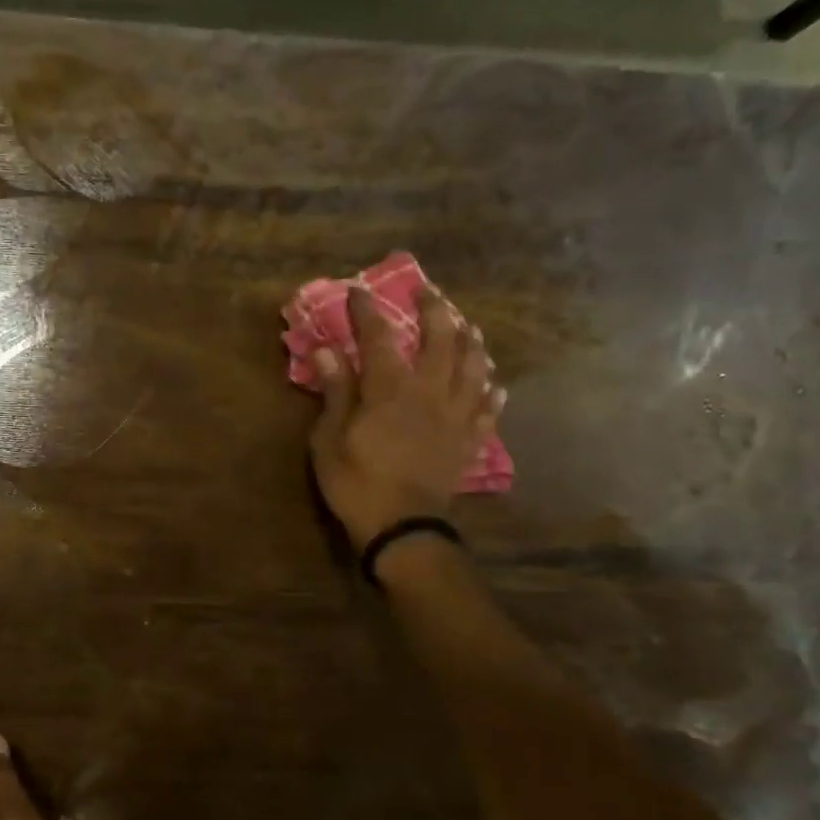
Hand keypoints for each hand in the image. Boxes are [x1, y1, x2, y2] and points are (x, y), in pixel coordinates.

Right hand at [309, 284, 504, 546]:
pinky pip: (487, 409)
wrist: (403, 529)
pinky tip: (493, 383)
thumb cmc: (357, 484)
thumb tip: (325, 349)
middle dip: (434, 309)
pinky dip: (491, 391)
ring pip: (473, 366)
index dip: (367, 311)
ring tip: (468, 326)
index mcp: (390, 389)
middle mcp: (429, 391)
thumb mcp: (329, 439)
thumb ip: (334, 392)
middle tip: (428, 291)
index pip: (378, 336)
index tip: (358, 291)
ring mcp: (455, 415)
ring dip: (470, 341)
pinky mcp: (469, 440)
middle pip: (440, 339)